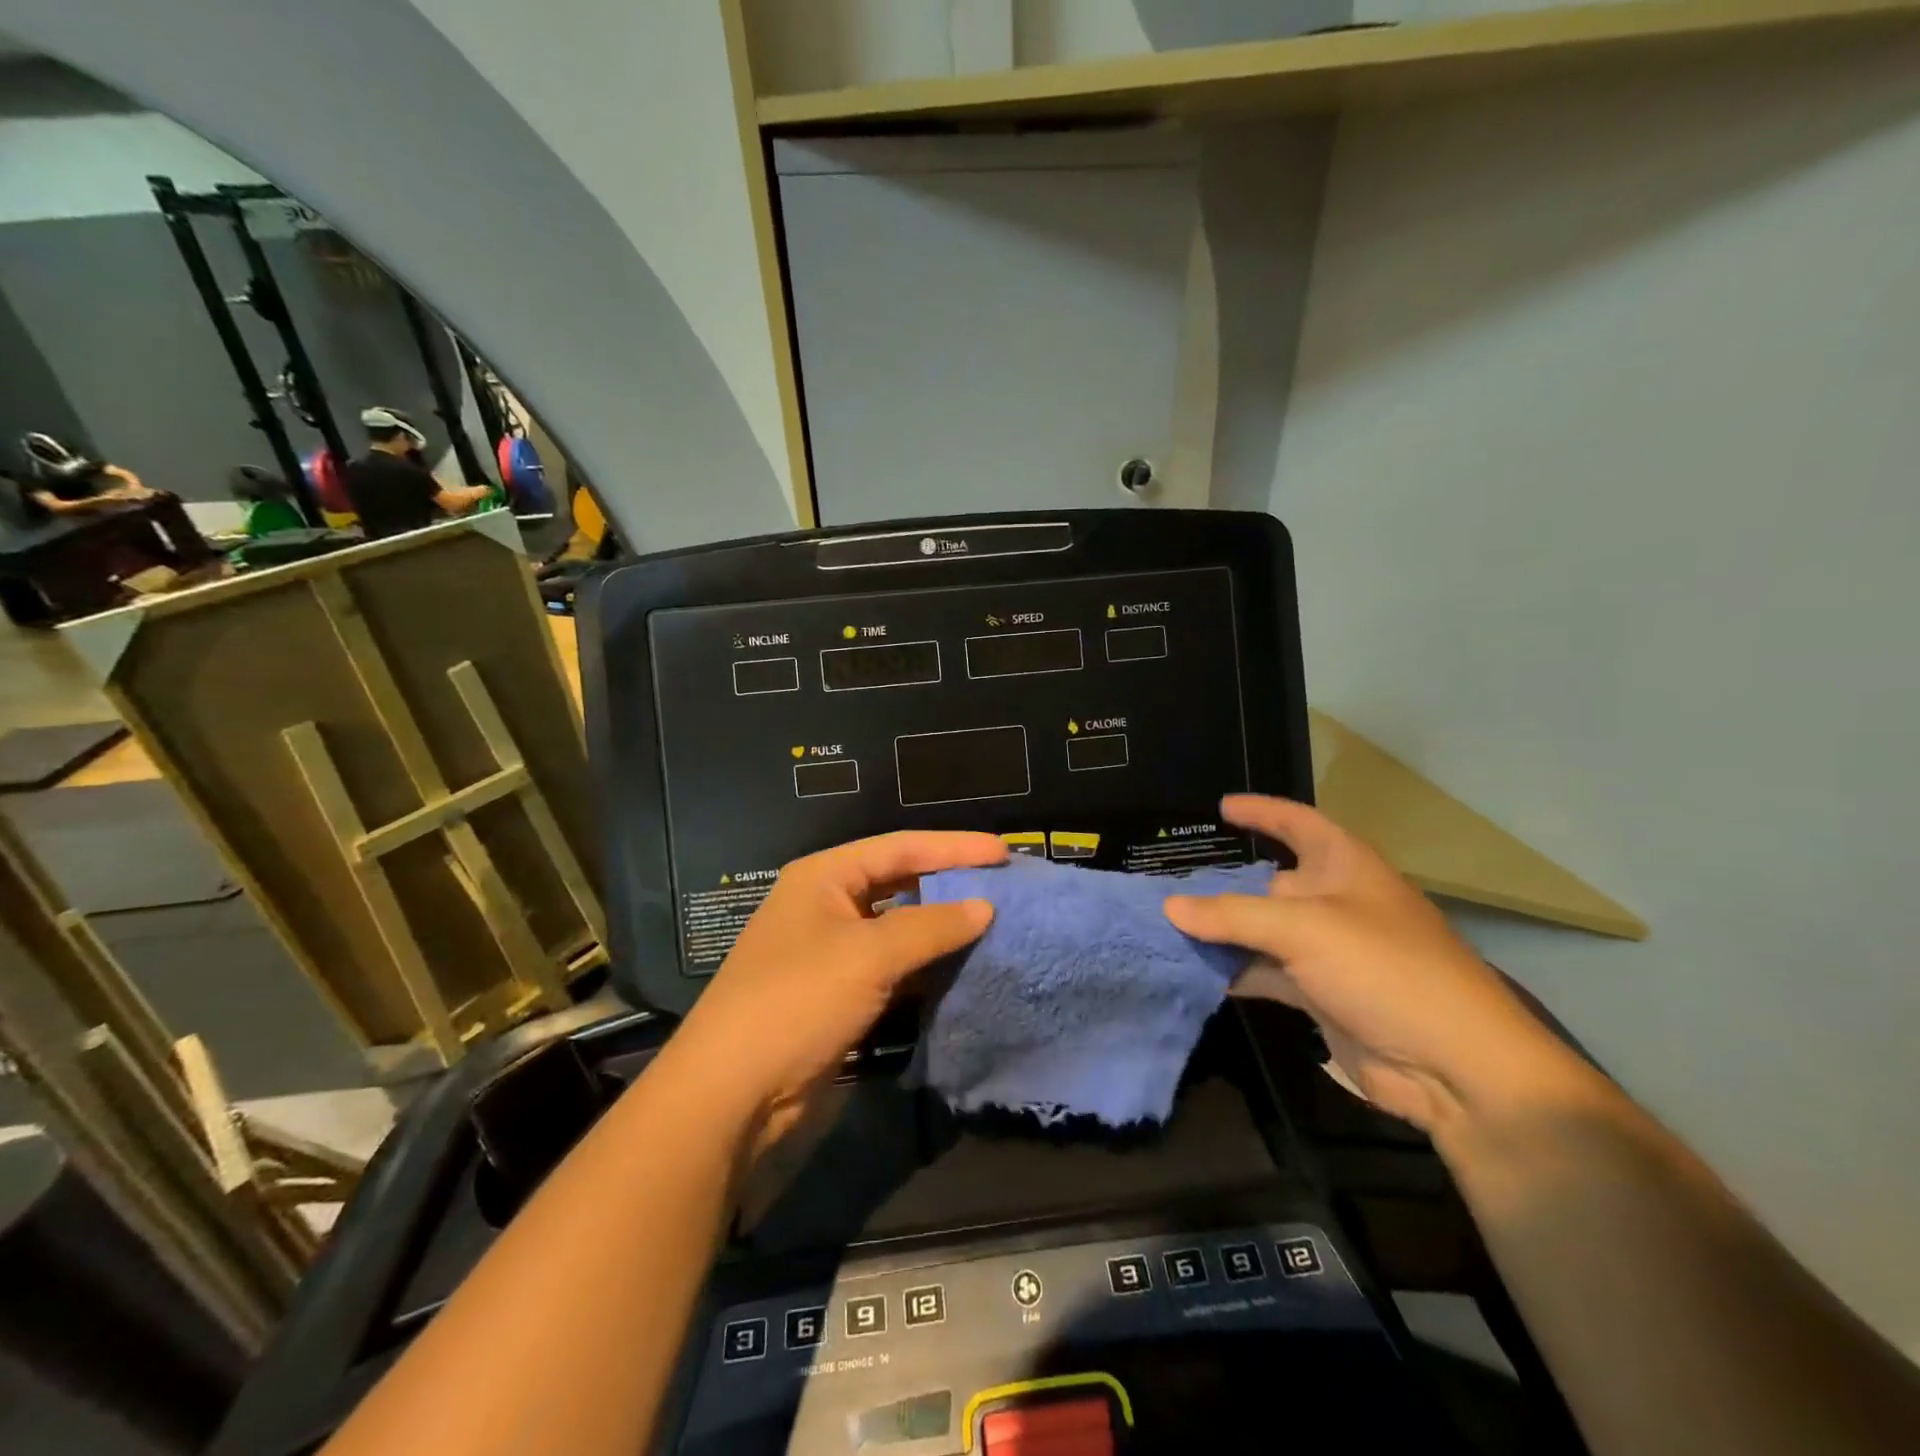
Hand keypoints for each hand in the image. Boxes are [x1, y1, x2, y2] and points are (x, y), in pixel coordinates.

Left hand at [671, 830, 1006, 1150]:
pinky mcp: (839, 996)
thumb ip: (932, 926)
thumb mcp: (868, 954)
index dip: (954, 847)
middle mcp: (827, 905)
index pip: (900, 847)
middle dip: (949, 884)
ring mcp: (831, 953)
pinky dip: (926, 966)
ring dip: (941, 928)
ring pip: (898, 928)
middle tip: (1003, 887)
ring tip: (994, 925)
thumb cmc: (798, 1000)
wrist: (732, 1095)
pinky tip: (962, 969)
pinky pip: (893, 968)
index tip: (1003, 853)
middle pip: (900, 882)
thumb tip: (986, 906)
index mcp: (824, 876)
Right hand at [1165, 795, 1582, 1136]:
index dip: (1261, 812)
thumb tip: (1171, 907)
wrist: (1455, 1067)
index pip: (1297, 823)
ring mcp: (1327, 951)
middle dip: (1221, 882)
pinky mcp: (1319, 994)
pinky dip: (1231, 970)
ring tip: (1164, 924)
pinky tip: (1191, 970)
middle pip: (1268, 881)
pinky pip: (1263, 971)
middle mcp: (1334, 902)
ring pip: (1260, 930)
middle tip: (1165, 881)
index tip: (1219, 808)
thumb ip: (1232, 915)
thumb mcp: (1304, 930)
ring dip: (1219, 930)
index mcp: (1344, 867)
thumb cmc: (1385, 970)